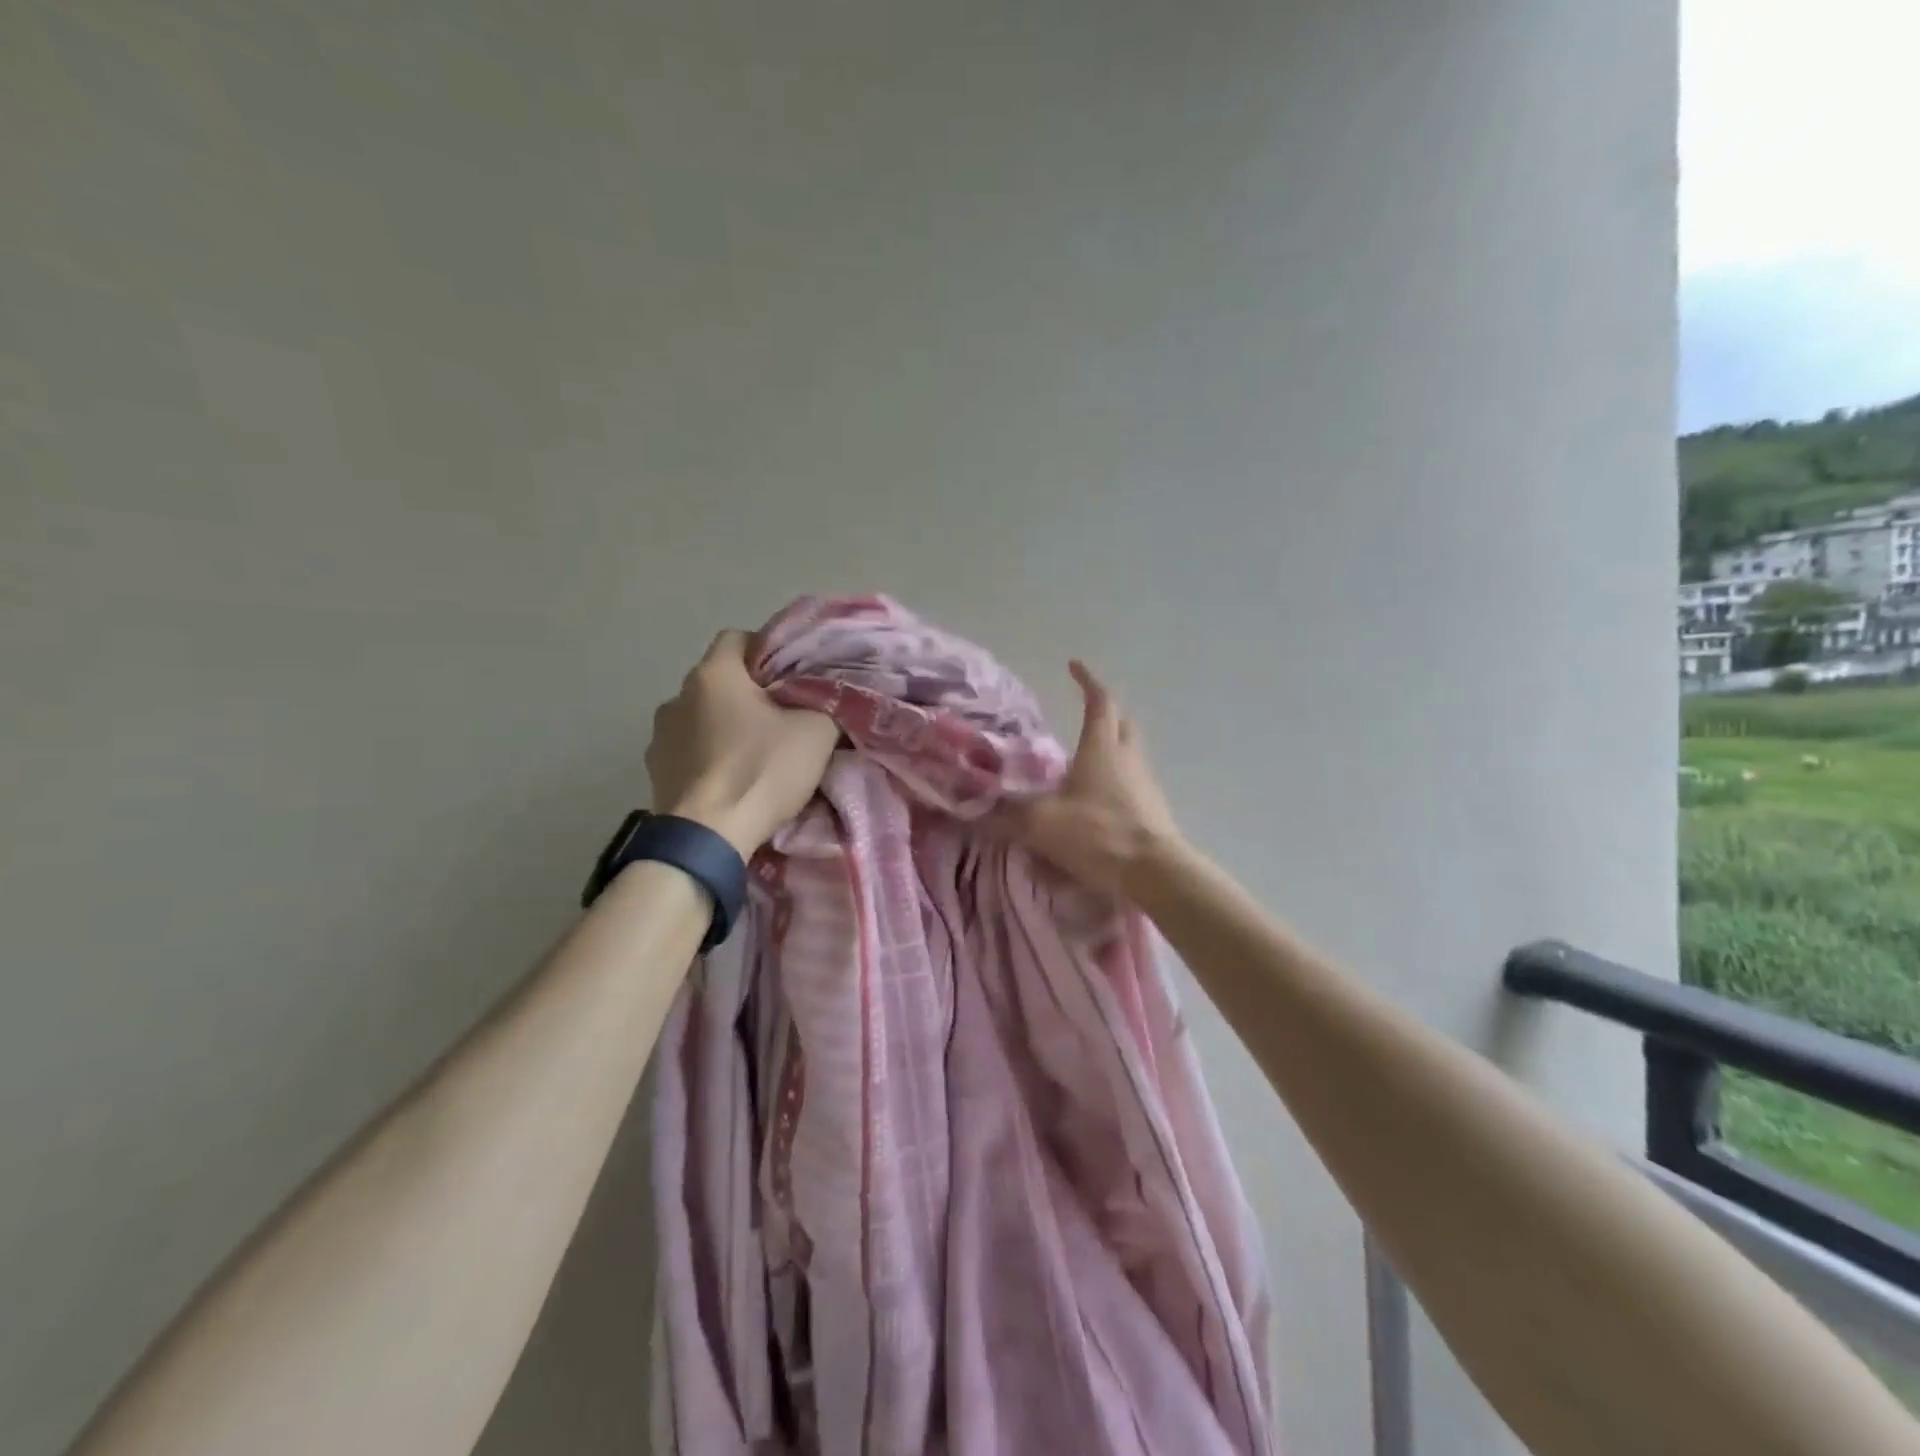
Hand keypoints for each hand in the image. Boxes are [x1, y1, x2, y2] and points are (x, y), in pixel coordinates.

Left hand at [647, 630, 838, 854]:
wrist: (709, 836)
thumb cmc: (762, 770)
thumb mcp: (816, 732)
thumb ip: (824, 703)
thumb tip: (824, 699)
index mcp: (713, 675)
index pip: (737, 637)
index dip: (767, 650)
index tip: (792, 676)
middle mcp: (677, 696)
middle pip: (720, 681)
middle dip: (750, 694)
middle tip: (783, 717)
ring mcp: (659, 736)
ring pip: (702, 717)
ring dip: (725, 727)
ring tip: (755, 754)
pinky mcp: (655, 772)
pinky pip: (689, 751)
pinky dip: (709, 758)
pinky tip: (731, 780)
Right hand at [993, 661, 1182, 895]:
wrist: (1154, 873)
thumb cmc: (1097, 833)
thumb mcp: (1042, 823)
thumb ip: (1006, 814)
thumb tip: (973, 810)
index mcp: (1102, 747)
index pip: (1100, 701)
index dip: (1087, 681)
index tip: (1074, 666)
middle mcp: (1127, 757)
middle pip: (1122, 722)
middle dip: (1105, 712)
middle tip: (1084, 713)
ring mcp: (1145, 783)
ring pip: (1129, 752)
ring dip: (1110, 747)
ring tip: (1084, 759)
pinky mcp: (1153, 809)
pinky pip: (1132, 781)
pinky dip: (1115, 779)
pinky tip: (1097, 799)